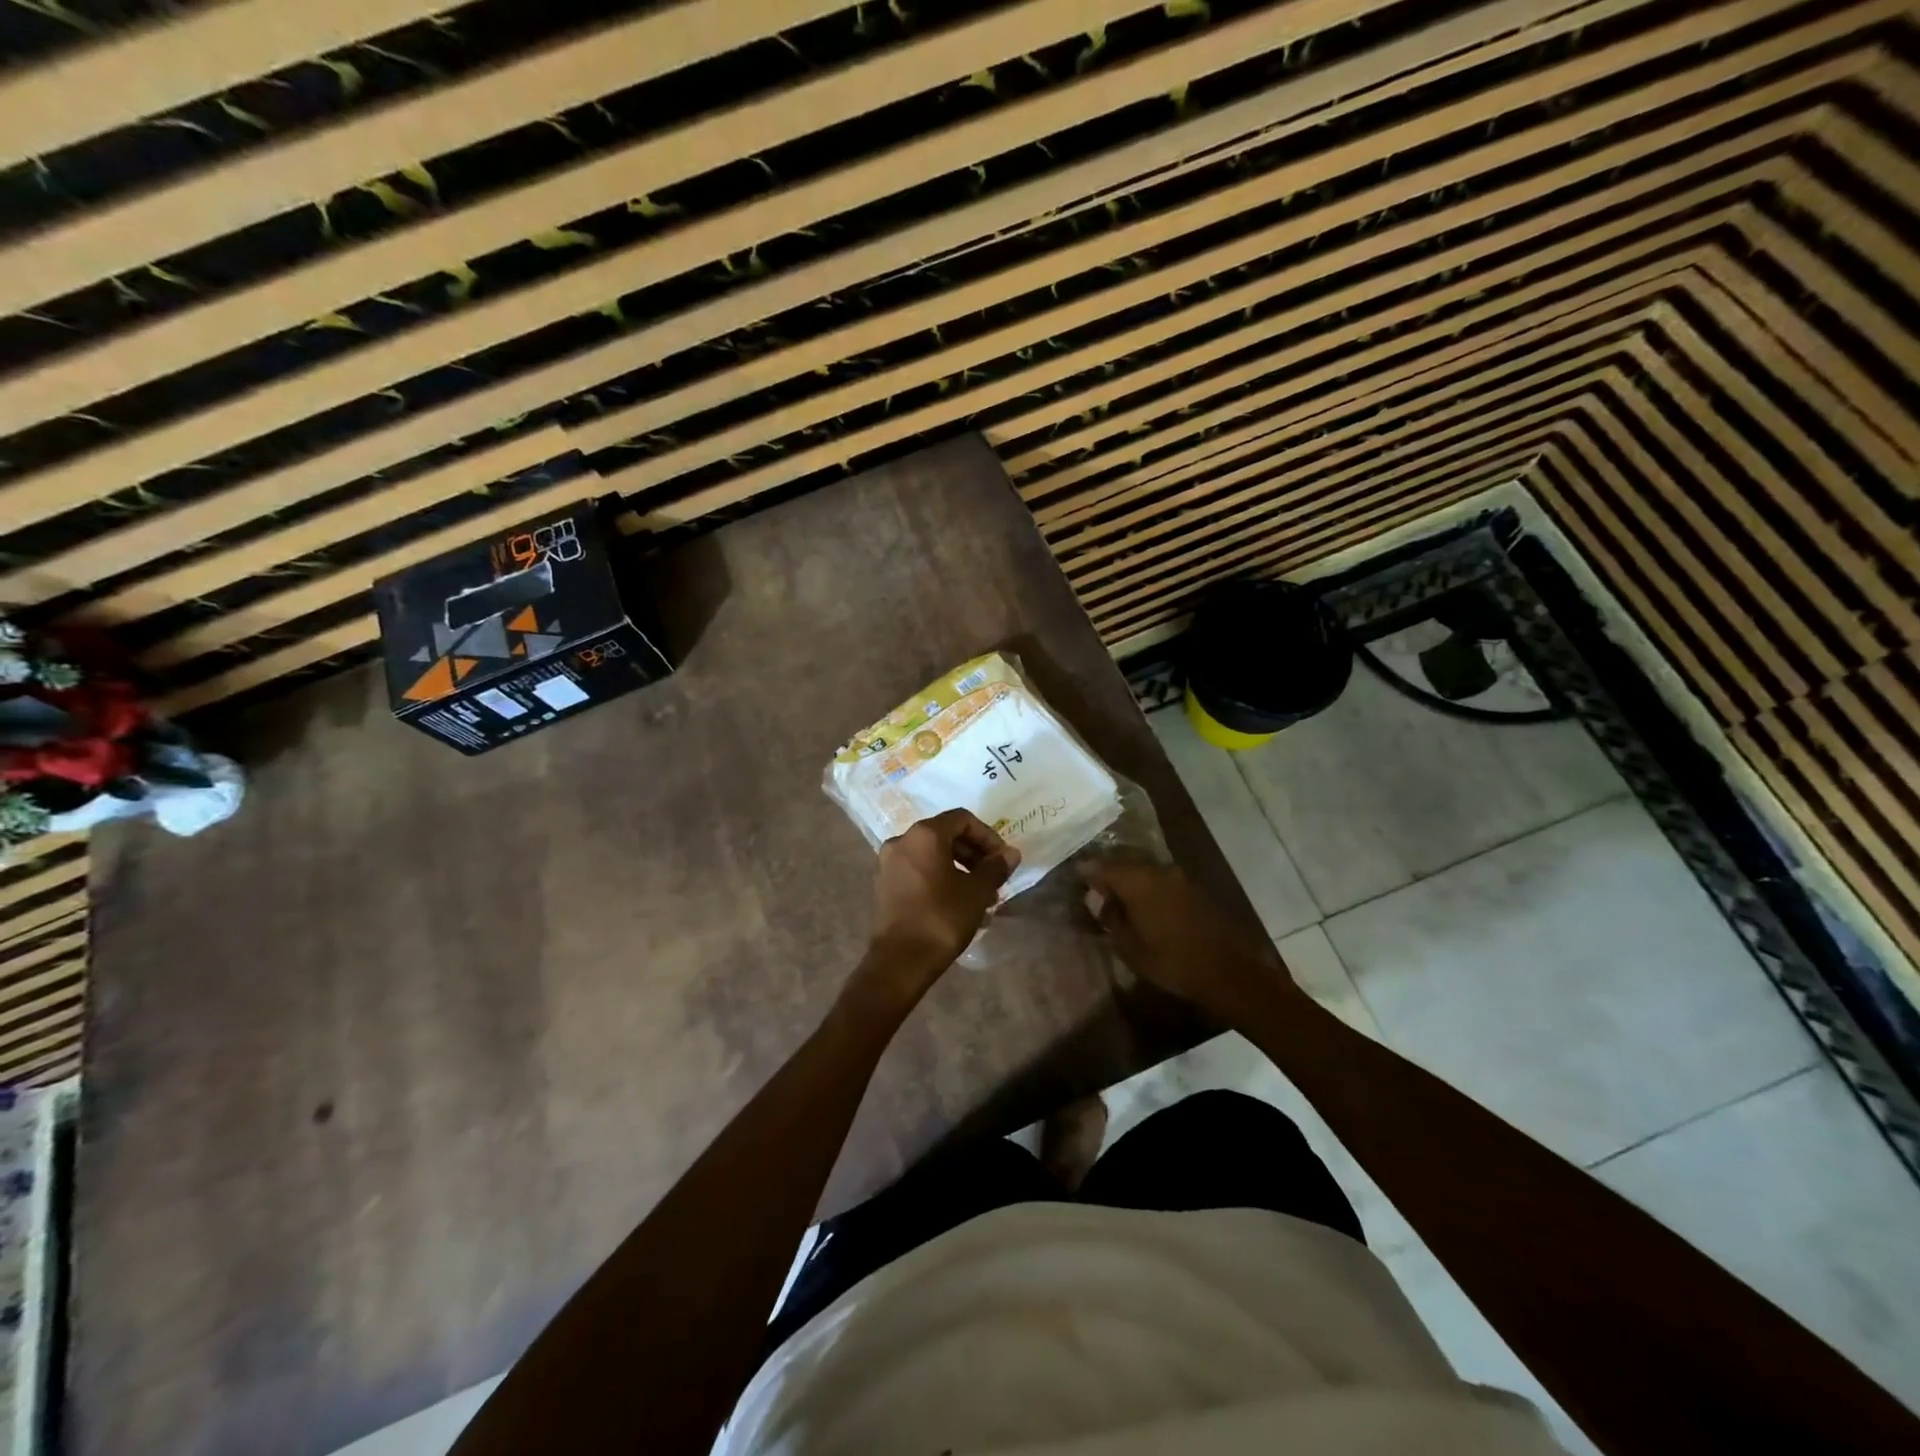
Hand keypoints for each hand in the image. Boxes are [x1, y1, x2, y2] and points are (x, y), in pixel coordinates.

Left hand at [864, 809, 1019, 989]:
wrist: (900, 961)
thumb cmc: (941, 918)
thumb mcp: (976, 892)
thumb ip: (995, 867)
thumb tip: (1011, 854)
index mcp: (924, 835)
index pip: (962, 819)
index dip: (988, 836)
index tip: (1002, 860)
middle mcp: (902, 841)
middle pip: (946, 835)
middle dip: (974, 854)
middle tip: (994, 878)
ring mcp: (889, 864)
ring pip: (933, 856)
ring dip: (960, 869)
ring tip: (982, 896)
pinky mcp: (885, 885)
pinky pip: (919, 871)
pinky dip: (941, 879)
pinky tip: (959, 904)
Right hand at [1078, 858, 1296, 1025]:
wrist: (1229, 971)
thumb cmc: (1172, 962)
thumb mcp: (1130, 947)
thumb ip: (1110, 916)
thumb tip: (1093, 896)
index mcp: (1138, 881)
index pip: (1102, 866)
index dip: (1086, 870)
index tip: (1074, 877)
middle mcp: (1157, 870)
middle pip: (1124, 862)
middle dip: (1107, 872)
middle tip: (1092, 886)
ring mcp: (1179, 877)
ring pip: (1144, 869)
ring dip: (1128, 878)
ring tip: (1115, 895)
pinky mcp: (1193, 887)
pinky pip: (1160, 878)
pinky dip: (1146, 885)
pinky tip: (1142, 902)